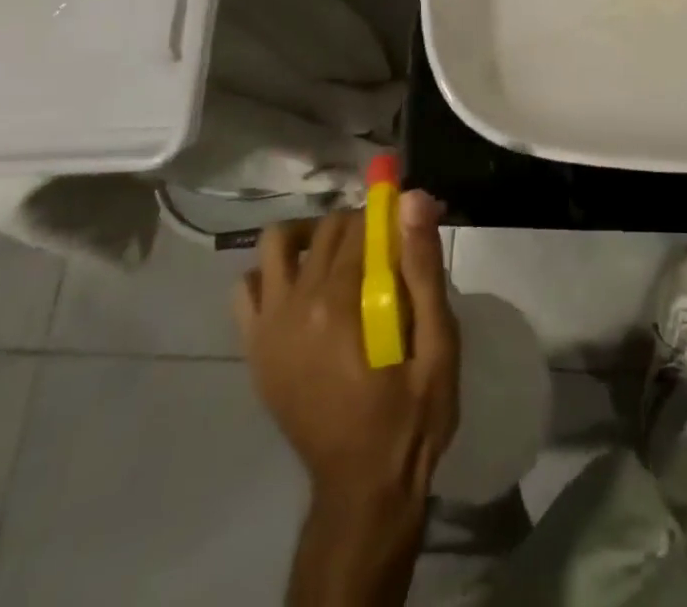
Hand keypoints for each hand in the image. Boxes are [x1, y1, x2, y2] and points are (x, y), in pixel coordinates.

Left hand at [233, 194, 459, 516]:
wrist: (363, 487)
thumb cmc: (412, 413)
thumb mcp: (438, 343)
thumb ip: (423, 267)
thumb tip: (413, 200)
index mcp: (340, 303)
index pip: (362, 223)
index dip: (393, 212)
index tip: (416, 220)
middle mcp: (294, 307)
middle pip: (327, 229)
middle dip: (362, 223)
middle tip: (392, 245)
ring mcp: (267, 329)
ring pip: (278, 243)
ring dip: (313, 236)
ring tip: (345, 256)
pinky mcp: (255, 349)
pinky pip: (248, 287)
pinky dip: (274, 272)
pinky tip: (305, 287)